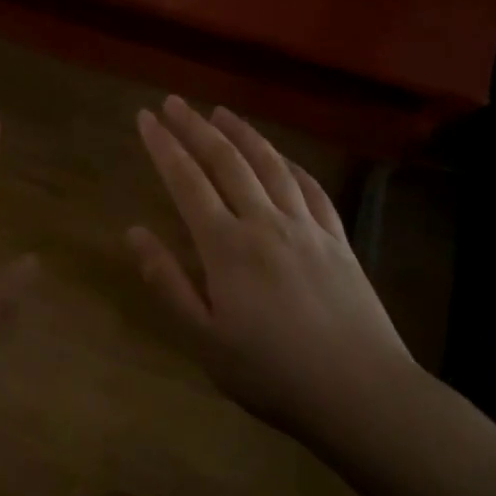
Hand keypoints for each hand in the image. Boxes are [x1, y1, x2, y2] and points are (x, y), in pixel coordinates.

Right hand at [128, 97, 416, 445]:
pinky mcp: (338, 240)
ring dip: (243, 134)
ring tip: (221, 112)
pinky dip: (291, 164)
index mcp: (226, 247)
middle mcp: (264, 222)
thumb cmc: (272, 373)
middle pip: (226, 161)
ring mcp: (306, 227)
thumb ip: (168, 282)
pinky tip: (282, 157)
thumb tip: (133, 232)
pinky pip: (311, 188)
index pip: (187, 182)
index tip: (145, 118)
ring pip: (270, 165)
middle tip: (174, 102)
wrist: (361, 393)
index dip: (163, 146)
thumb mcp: (204, 340)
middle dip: (196, 127)